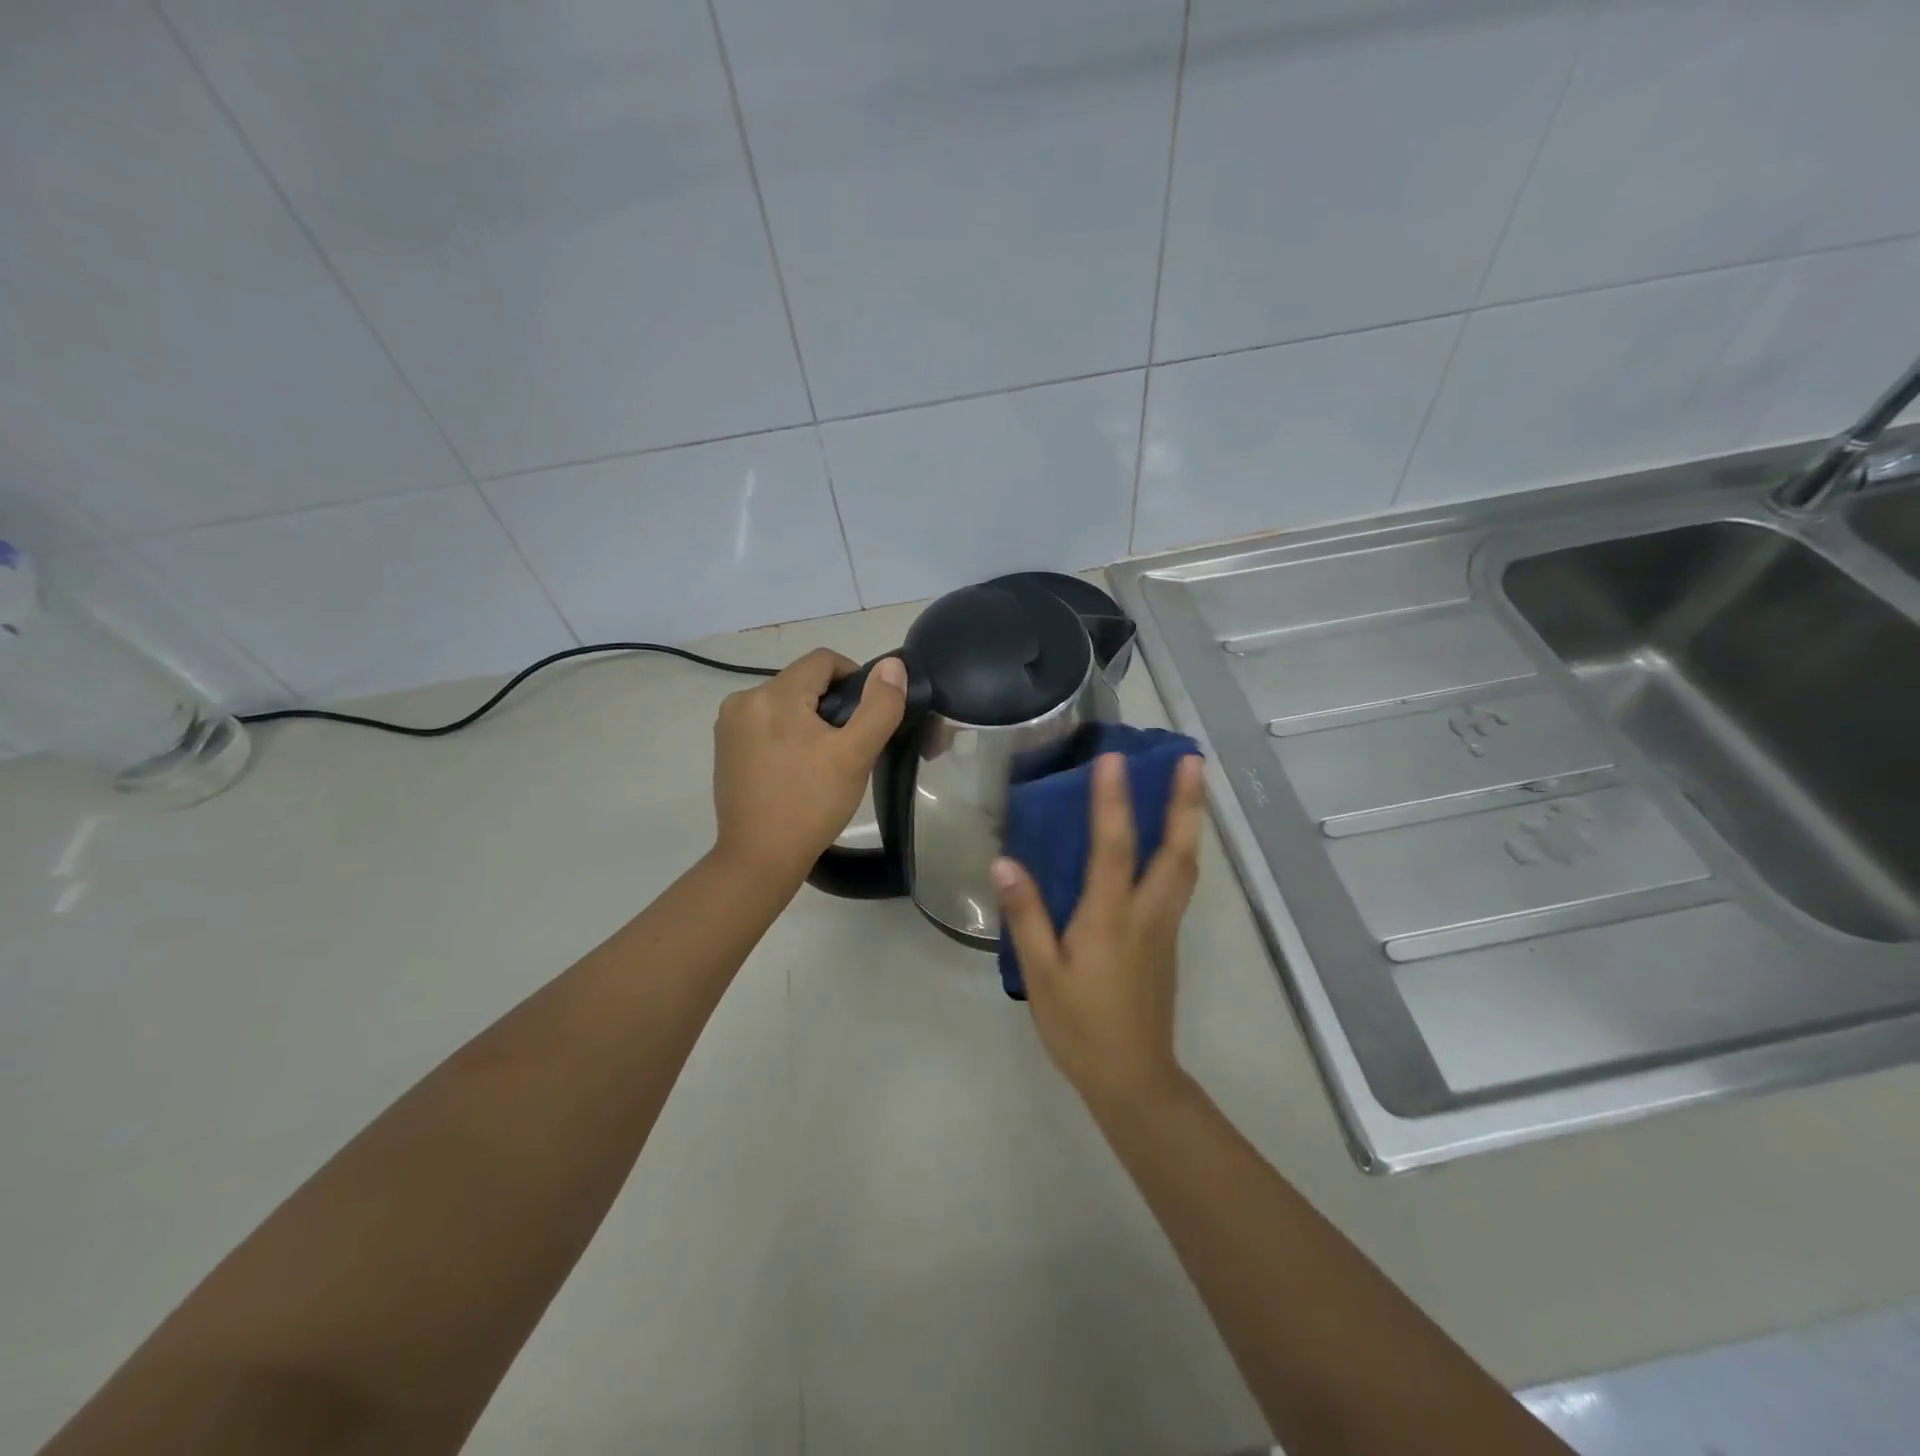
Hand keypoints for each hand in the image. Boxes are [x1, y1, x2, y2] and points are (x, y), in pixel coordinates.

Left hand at [712, 649, 906, 881]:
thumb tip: (891, 665)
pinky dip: (786, 734)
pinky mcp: (724, 748)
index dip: (854, 677)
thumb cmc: (811, 804)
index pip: (823, 660)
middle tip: (850, 744)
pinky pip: (765, 723)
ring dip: (809, 718)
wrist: (759, 858)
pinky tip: (797, 768)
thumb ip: (879, 706)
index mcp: (774, 695)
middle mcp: (744, 699)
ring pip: (784, 702)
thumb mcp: (855, 754)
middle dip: (831, 703)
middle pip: (802, 681)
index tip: (868, 713)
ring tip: (824, 759)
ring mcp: (729, 725)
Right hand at [992, 751, 1205, 1112]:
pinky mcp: (1167, 940)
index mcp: (1110, 918)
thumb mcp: (1041, 974)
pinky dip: (1181, 850)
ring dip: (1191, 821)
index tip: (1113, 758)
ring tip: (1192, 785)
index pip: (1113, 847)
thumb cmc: (1081, 1027)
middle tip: (1192, 758)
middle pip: (1176, 850)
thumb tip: (1005, 863)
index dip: (1112, 801)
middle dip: (1186, 802)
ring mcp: (1164, 927)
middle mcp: (1147, 913)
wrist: (1133, 1079)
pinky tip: (1172, 842)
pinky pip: (1180, 883)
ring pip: (1186, 865)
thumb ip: (1026, 916)